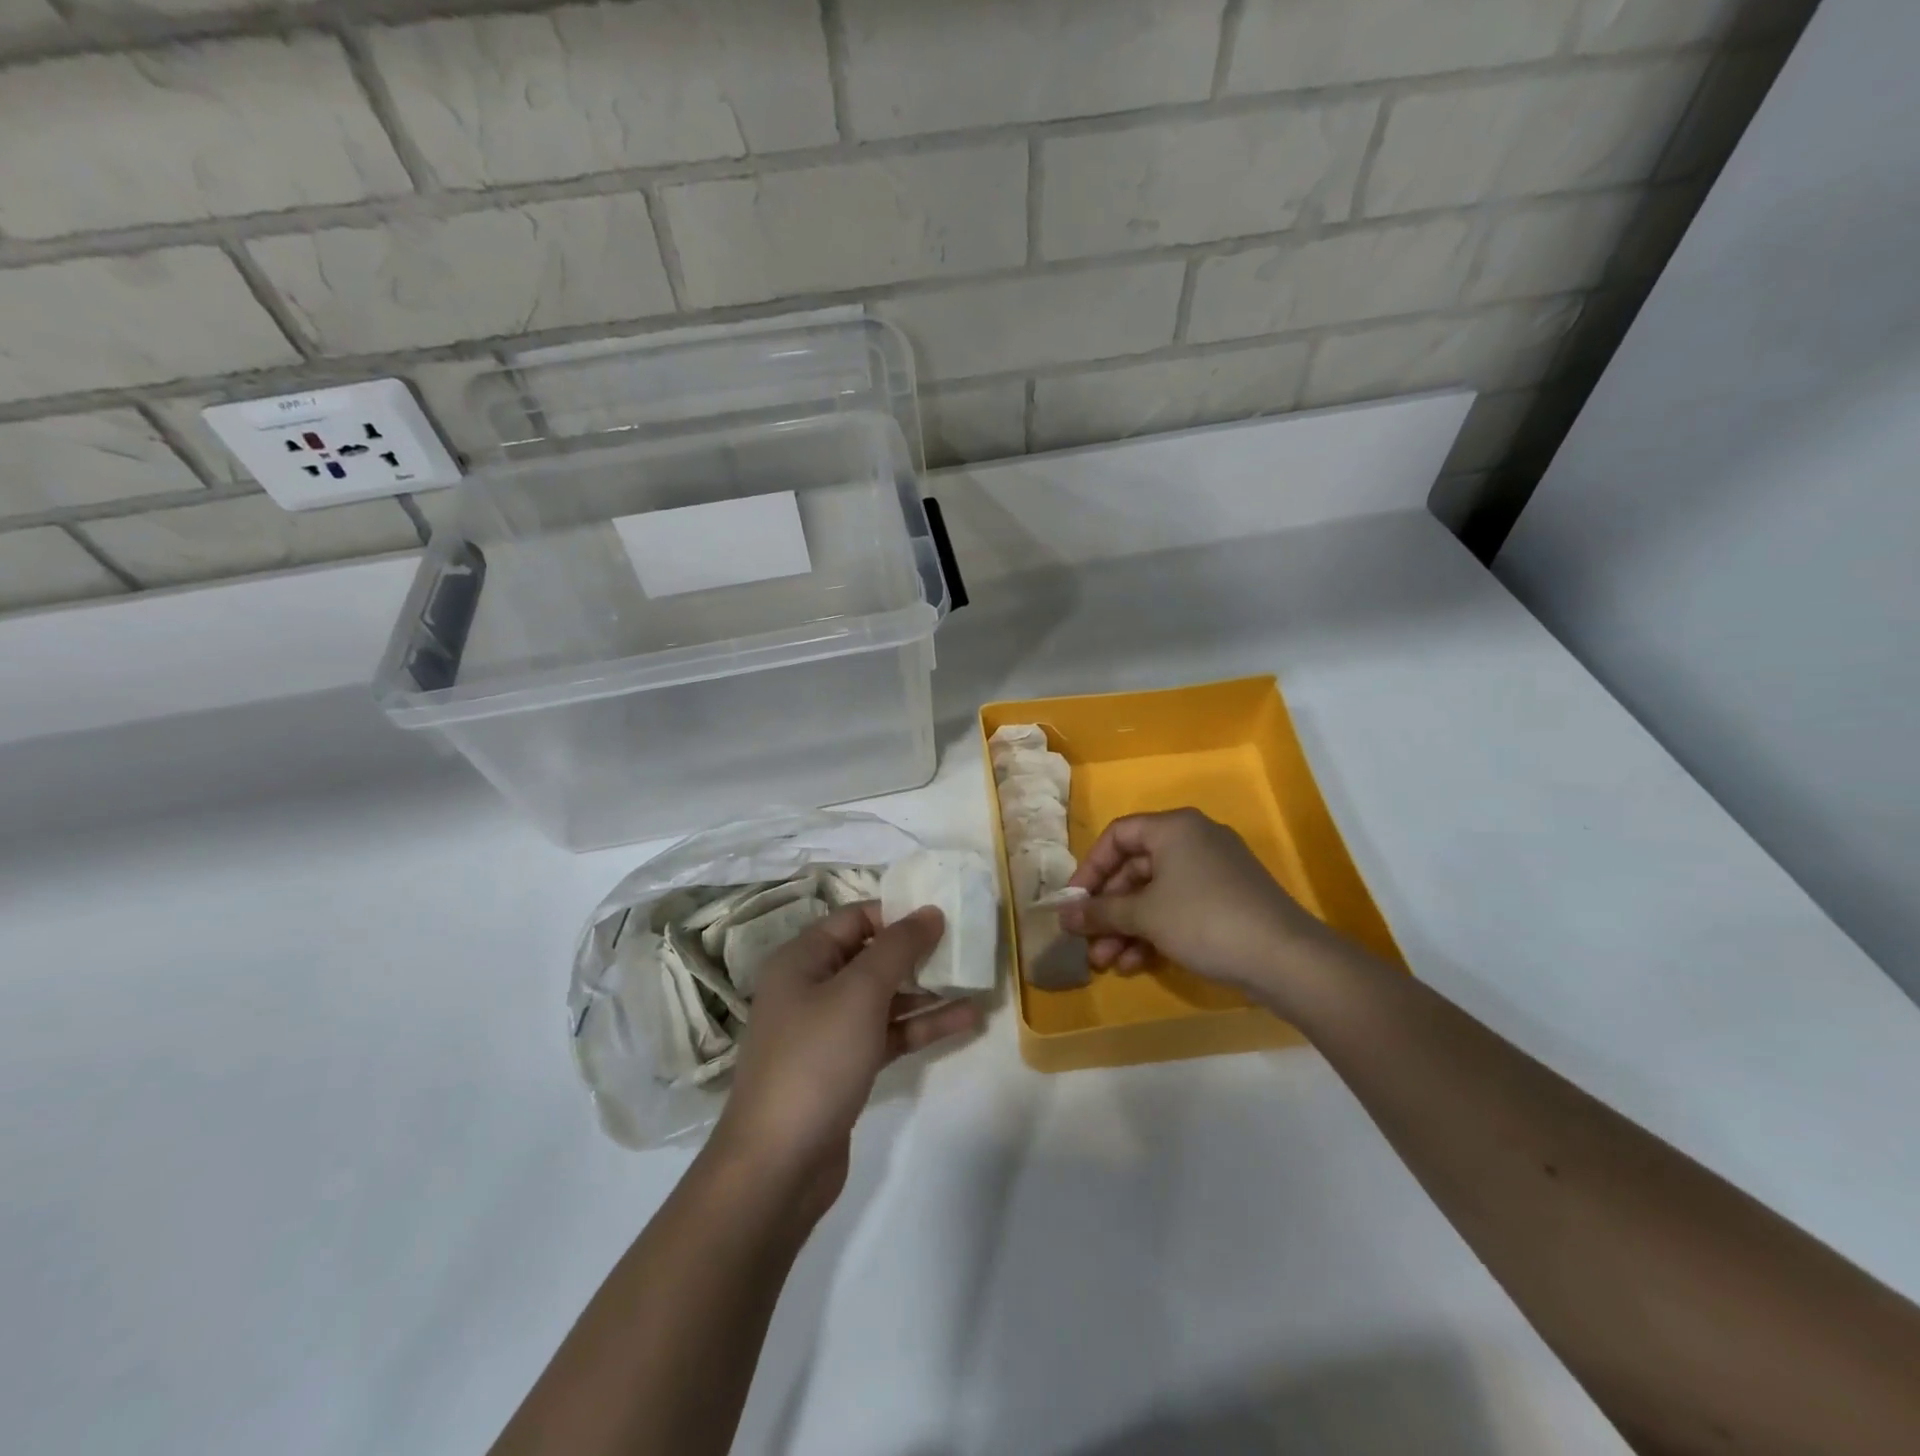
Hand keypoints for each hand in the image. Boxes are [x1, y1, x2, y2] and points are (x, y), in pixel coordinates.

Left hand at [710, 904, 981, 1219]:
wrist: (778, 1165)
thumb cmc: (815, 1060)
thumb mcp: (859, 993)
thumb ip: (898, 947)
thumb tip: (929, 911)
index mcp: (803, 959)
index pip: (855, 918)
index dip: (898, 913)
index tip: (944, 914)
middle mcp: (812, 987)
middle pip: (872, 956)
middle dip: (919, 953)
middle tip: (968, 947)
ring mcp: (829, 1030)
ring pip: (885, 998)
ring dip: (928, 992)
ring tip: (978, 984)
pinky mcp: (845, 1066)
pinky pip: (888, 1033)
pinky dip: (921, 1026)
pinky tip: (965, 1021)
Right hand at [1059, 809, 1336, 1005]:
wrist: (1285, 958)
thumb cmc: (1204, 920)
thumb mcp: (1144, 915)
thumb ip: (1100, 912)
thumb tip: (1063, 916)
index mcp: (1174, 828)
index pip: (1117, 836)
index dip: (1089, 869)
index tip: (1073, 903)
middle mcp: (1194, 841)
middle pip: (1135, 868)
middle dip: (1108, 909)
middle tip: (1087, 941)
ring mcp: (1214, 872)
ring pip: (1155, 894)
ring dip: (1127, 927)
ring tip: (1107, 962)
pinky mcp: (1227, 901)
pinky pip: (1178, 908)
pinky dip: (1155, 932)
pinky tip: (1137, 964)